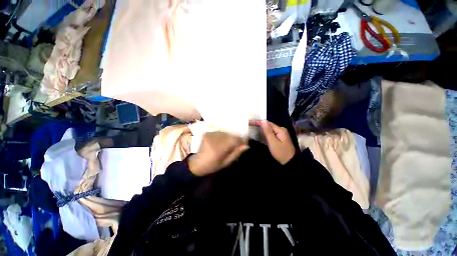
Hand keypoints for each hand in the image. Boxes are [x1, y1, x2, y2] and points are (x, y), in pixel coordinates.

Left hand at [188, 132, 248, 175]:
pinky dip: (224, 136)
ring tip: (230, 143)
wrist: (196, 163)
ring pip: (226, 133)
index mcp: (218, 149)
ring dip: (230, 137)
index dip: (241, 140)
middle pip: (230, 135)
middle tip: (238, 144)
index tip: (245, 143)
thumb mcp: (225, 163)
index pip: (234, 140)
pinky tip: (223, 141)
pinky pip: (220, 132)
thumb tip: (246, 146)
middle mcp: (214, 140)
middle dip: (236, 138)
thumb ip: (236, 153)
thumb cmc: (211, 166)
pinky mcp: (207, 133)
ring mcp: (210, 135)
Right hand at [250, 120, 295, 164]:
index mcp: (280, 129)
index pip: (267, 123)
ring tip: (252, 127)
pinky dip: (265, 133)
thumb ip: (268, 131)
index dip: (258, 122)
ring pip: (269, 129)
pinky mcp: (280, 138)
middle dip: (259, 124)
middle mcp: (281, 130)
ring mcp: (281, 134)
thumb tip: (263, 120)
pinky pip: (271, 133)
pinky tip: (259, 133)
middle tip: (249, 124)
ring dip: (261, 128)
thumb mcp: (273, 142)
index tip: (249, 122)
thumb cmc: (281, 152)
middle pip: (268, 125)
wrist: (290, 162)